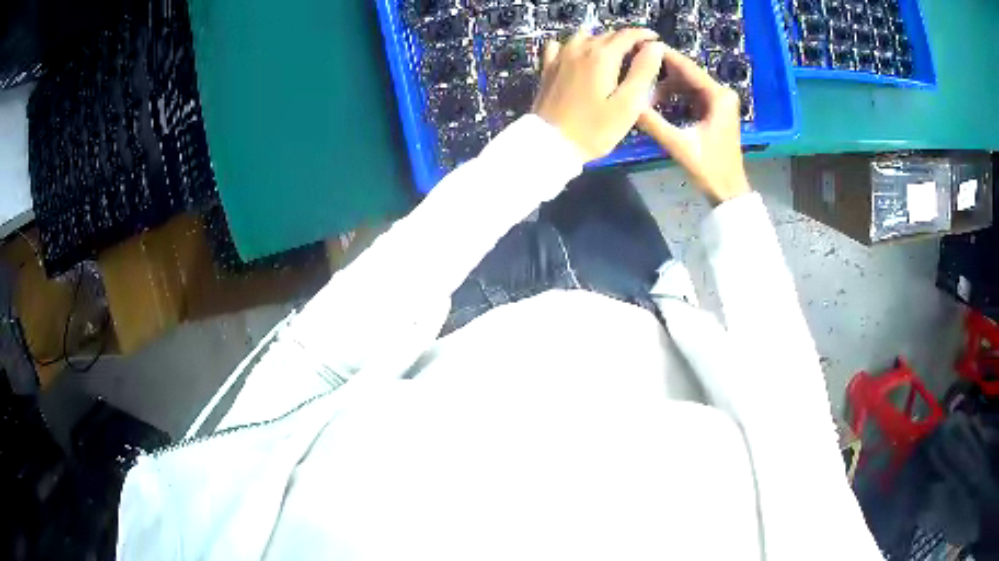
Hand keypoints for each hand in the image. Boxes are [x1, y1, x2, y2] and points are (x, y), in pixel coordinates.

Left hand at [532, 28, 665, 161]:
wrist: (551, 144)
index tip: (655, 40)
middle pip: (606, 35)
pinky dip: (573, 45)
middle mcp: (580, 50)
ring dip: (601, 40)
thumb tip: (654, 47)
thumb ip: (643, 71)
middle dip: (626, 39)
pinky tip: (577, 55)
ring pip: (584, 37)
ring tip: (613, 54)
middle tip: (640, 53)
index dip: (644, 35)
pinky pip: (559, 46)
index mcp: (602, 57)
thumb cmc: (594, 129)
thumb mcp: (628, 104)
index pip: (627, 35)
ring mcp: (560, 58)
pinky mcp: (548, 69)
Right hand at [637, 47, 749, 204]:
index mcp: (718, 96)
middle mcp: (722, 93)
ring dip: (666, 86)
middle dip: (662, 73)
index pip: (687, 67)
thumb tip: (628, 104)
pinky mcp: (716, 111)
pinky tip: (657, 101)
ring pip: (687, 84)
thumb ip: (653, 123)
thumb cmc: (709, 168)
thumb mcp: (679, 145)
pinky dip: (675, 96)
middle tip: (635, 70)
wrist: (729, 191)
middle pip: (687, 74)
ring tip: (643, 90)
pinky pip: (691, 95)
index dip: (663, 57)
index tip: (639, 48)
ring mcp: (720, 102)